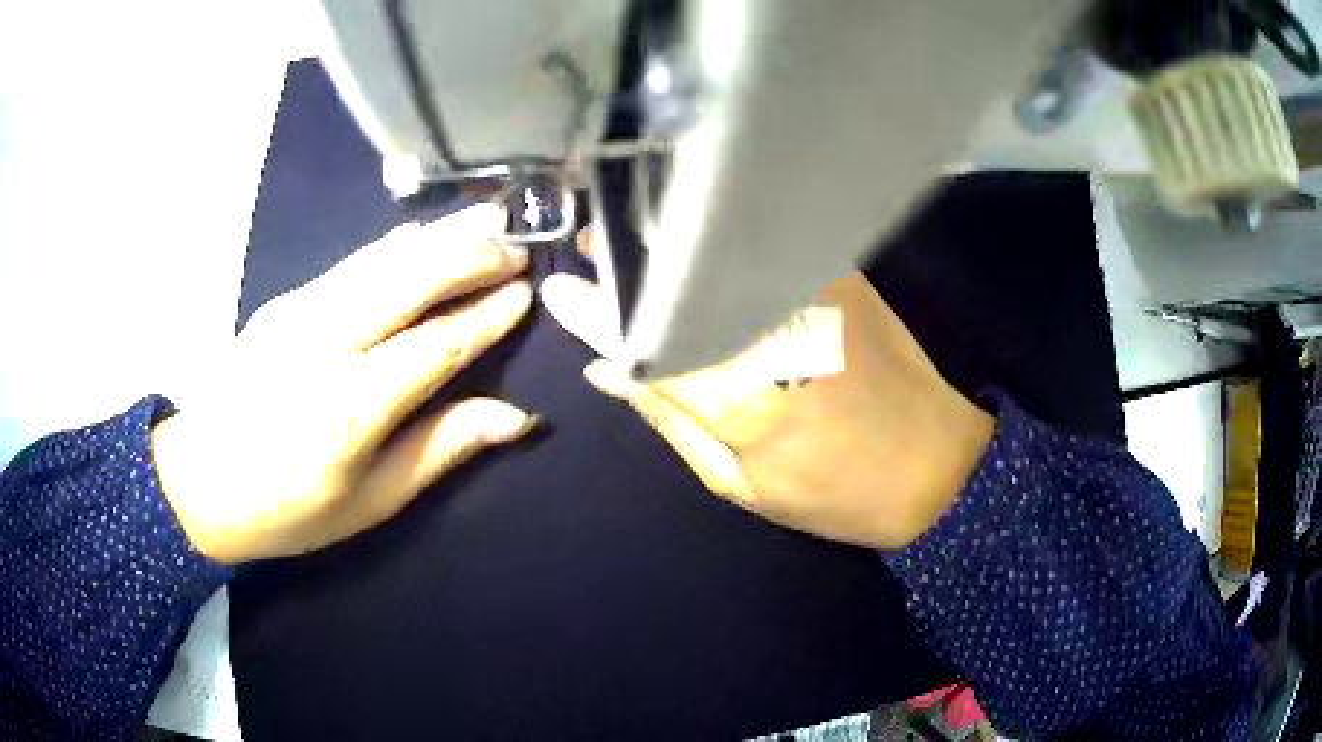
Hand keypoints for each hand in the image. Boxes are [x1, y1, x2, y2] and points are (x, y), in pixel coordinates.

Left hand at [152, 204, 536, 563]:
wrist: (199, 481)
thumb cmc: (289, 508)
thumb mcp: (370, 501)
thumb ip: (441, 449)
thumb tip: (516, 417)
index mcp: (351, 409)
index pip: (437, 345)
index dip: (486, 317)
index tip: (525, 295)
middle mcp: (326, 344)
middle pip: (411, 280)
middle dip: (471, 257)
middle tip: (517, 248)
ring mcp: (299, 312)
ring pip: (382, 258)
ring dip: (440, 235)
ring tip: (488, 218)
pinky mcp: (284, 300)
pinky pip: (352, 262)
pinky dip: (396, 243)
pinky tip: (423, 233)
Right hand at [542, 232, 993, 549]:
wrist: (935, 467)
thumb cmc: (833, 493)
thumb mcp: (739, 483)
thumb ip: (669, 420)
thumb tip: (607, 372)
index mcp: (743, 398)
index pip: (648, 339)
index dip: (598, 314)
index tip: (559, 288)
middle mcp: (773, 331)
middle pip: (681, 284)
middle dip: (628, 262)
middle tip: (591, 248)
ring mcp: (813, 295)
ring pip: (720, 256)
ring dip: (670, 245)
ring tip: (632, 238)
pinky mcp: (842, 277)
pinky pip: (767, 249)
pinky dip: (723, 242)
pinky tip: (696, 241)